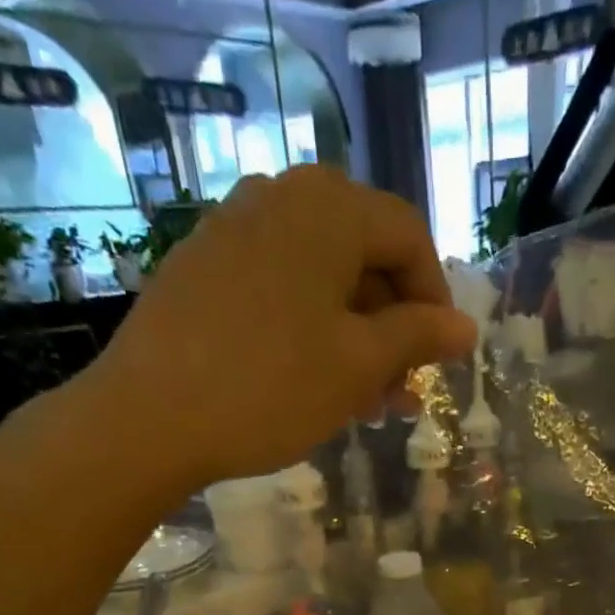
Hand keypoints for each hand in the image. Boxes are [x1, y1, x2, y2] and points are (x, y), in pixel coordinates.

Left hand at [68, 167, 476, 491]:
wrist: (149, 417)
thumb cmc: (271, 388)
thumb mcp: (358, 365)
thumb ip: (417, 338)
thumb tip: (465, 327)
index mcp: (327, 209)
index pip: (408, 236)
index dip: (435, 299)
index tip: (439, 359)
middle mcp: (279, 197)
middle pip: (363, 254)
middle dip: (392, 326)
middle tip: (401, 392)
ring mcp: (233, 229)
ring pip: (320, 278)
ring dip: (354, 336)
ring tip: (363, 402)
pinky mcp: (203, 266)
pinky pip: (278, 288)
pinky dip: (310, 329)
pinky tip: (312, 381)